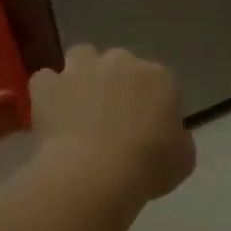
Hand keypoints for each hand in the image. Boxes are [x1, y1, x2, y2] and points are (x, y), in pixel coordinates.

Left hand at [31, 44, 196, 201]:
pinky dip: (49, 93)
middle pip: (121, 63)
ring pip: (82, 57)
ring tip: (81, 106)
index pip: (160, 82)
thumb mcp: (183, 158)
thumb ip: (177, 138)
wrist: (97, 173)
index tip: (149, 128)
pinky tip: (53, 114)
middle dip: (118, 83)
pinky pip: (46, 80)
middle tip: (114, 117)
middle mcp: (121, 62)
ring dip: (82, 75)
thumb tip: (167, 135)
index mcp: (160, 78)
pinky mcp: (48, 85)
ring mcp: (81, 69)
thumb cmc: (149, 166)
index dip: (153, 104)